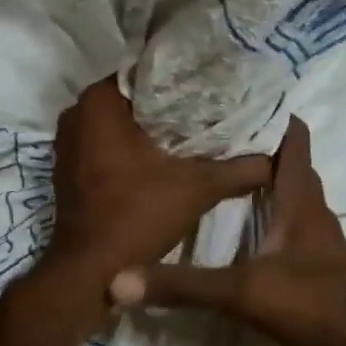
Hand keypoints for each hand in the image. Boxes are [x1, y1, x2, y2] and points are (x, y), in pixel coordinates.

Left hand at [45, 77, 271, 282]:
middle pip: (134, 98)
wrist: (91, 273)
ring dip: (152, 129)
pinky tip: (166, 159)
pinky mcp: (70, 170)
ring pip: (120, 124)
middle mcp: (77, 115)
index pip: (148, 72)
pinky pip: (106, 146)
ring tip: (196, 132)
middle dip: (170, 106)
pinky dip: (133, 149)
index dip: (184, 79)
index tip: (215, 87)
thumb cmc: (138, 216)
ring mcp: (68, 144)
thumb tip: (276, 157)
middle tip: (212, 110)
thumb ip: (240, 168)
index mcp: (98, 103)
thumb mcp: (198, 188)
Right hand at [108, 117, 345, 345]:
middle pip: (288, 163)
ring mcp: (316, 238)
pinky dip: (267, 211)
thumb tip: (119, 279)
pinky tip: (241, 222)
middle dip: (258, 143)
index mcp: (301, 201)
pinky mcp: (315, 263)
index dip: (271, 114)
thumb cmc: (313, 306)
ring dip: (262, 178)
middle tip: (213, 130)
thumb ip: (184, 285)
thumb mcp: (243, 293)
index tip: (234, 95)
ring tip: (220, 167)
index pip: (293, 140)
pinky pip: (289, 221)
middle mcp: (312, 210)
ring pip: (289, 194)